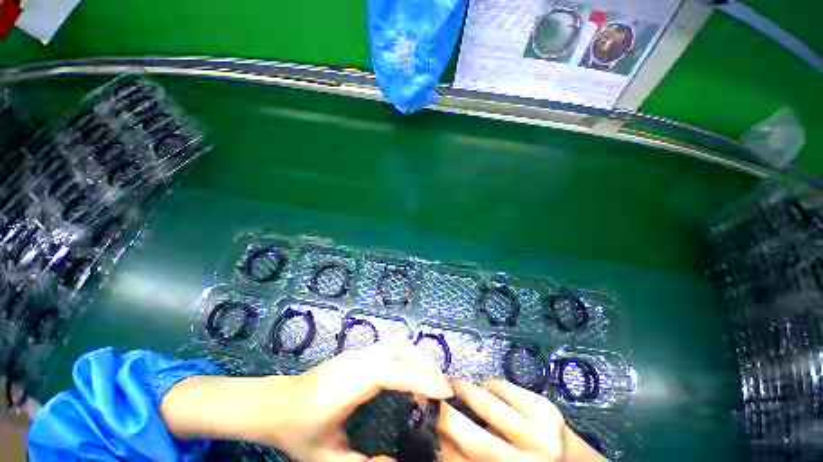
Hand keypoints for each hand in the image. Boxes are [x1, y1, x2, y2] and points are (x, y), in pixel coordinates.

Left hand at [161, 341, 452, 461]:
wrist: (277, 403)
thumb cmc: (299, 431)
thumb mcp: (326, 459)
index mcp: (347, 384)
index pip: (390, 371)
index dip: (419, 378)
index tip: (444, 394)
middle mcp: (355, 360)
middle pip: (398, 349)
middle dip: (425, 364)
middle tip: (444, 388)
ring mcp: (357, 353)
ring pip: (395, 343)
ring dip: (418, 357)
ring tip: (433, 380)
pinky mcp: (358, 353)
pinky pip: (390, 348)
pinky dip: (408, 356)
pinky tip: (413, 374)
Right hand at [439, 379, 607, 461]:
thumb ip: (469, 459)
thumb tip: (440, 438)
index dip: (438, 440)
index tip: (424, 418)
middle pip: (474, 439)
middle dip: (446, 414)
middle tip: (431, 395)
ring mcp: (541, 436)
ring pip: (489, 406)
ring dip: (465, 390)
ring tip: (454, 383)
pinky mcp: (548, 411)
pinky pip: (508, 389)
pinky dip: (491, 385)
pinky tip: (486, 387)